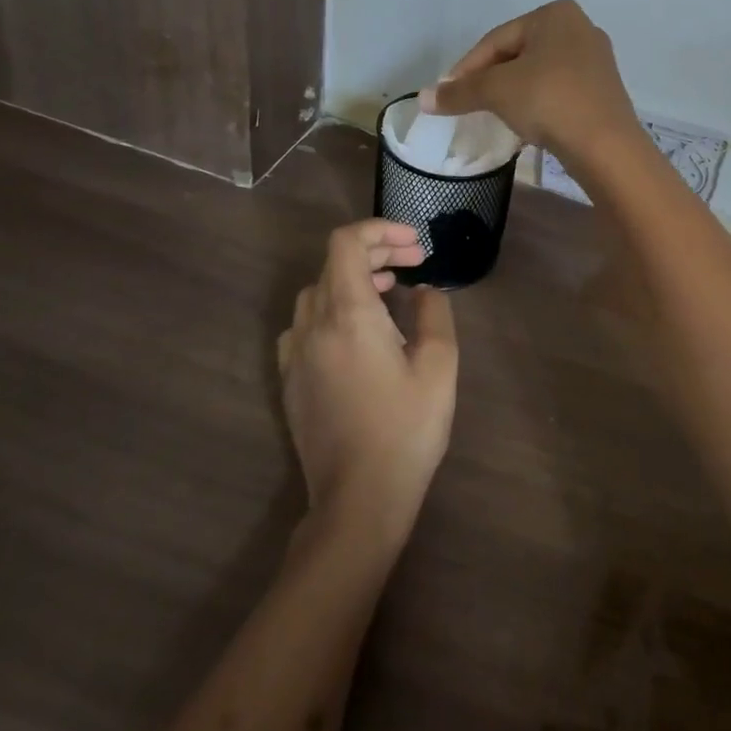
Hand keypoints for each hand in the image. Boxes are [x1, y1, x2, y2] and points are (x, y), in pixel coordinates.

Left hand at [276, 222, 458, 532]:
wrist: (359, 500)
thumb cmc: (407, 429)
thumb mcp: (439, 366)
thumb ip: (434, 313)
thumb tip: (423, 290)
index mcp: (349, 314)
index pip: (347, 243)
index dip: (381, 230)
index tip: (416, 246)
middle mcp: (314, 325)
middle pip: (334, 263)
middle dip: (376, 252)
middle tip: (414, 264)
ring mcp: (296, 354)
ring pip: (317, 291)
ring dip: (353, 279)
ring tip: (390, 292)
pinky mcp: (291, 380)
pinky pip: (305, 324)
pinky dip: (332, 309)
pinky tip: (357, 333)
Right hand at [423, 0, 641, 166]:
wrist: (605, 145)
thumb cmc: (549, 101)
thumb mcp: (497, 92)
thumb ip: (459, 92)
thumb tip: (424, 98)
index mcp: (555, 14)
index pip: (497, 39)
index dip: (467, 67)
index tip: (448, 93)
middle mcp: (580, 28)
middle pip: (518, 54)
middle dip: (491, 79)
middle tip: (468, 103)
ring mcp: (596, 59)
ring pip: (539, 73)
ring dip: (513, 92)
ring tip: (493, 114)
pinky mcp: (603, 89)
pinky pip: (559, 90)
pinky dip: (537, 102)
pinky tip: (526, 123)